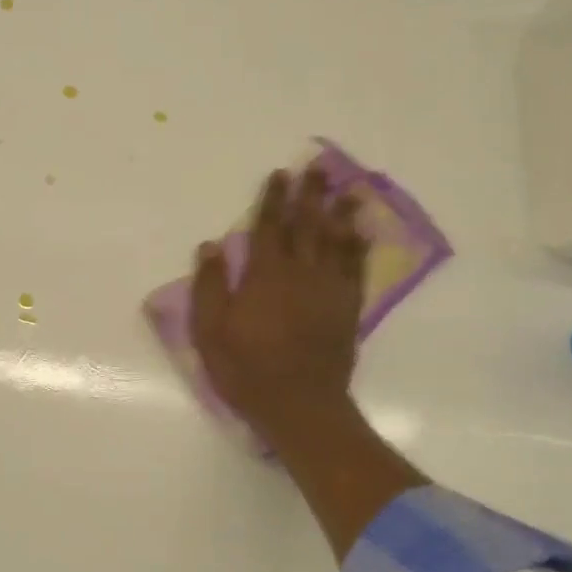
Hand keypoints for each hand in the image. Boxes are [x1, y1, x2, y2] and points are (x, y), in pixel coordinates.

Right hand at [191, 167, 368, 441]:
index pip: (269, 227)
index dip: (274, 199)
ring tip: (348, 189)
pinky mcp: (347, 308)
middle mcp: (300, 273)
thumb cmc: (246, 369)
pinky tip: (362, 232)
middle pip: (307, 224)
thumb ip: (210, 286)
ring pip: (337, 240)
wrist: (299, 405)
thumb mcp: (210, 332)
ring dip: (341, 212)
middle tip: (319, 167)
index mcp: (264, 275)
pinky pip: (356, 268)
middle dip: (311, 194)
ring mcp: (328, 289)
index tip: (280, 174)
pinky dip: (359, 246)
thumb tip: (211, 245)